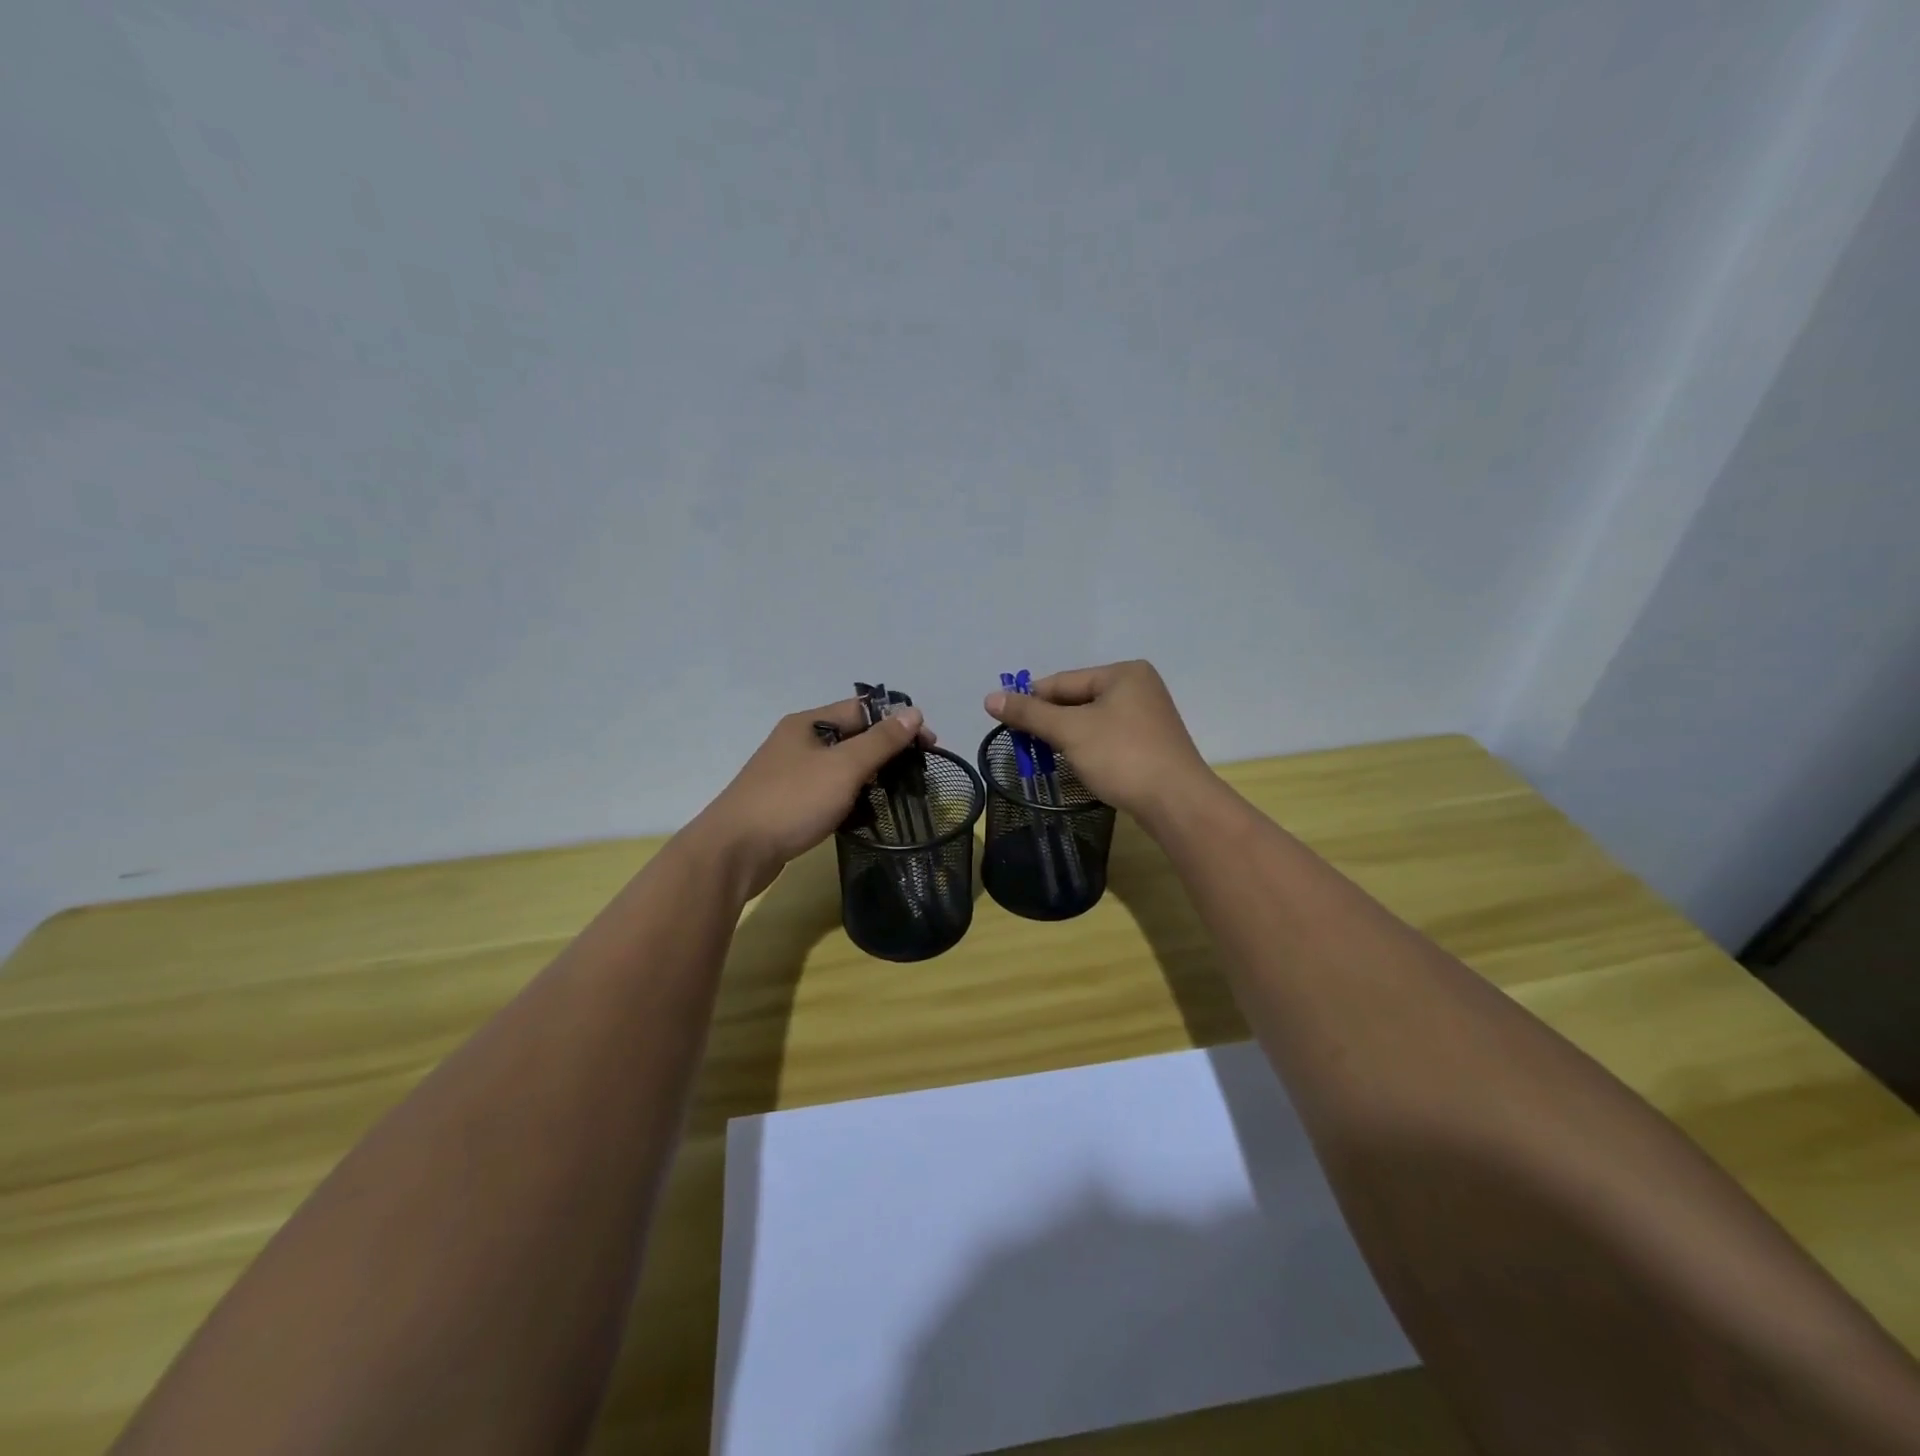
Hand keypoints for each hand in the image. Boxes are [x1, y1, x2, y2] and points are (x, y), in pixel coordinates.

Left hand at [691, 698, 935, 899]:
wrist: (734, 852)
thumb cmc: (792, 802)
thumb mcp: (844, 767)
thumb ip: (881, 741)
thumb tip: (913, 712)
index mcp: (809, 724)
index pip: (863, 710)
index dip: (898, 723)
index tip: (929, 746)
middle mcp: (798, 742)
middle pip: (853, 737)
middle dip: (887, 752)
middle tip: (917, 775)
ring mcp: (790, 774)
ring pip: (841, 767)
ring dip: (870, 778)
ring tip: (898, 796)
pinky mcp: (787, 803)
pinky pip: (828, 792)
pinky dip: (850, 798)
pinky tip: (865, 815)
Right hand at [984, 660, 1214, 824]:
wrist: (1176, 802)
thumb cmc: (1121, 756)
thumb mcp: (1069, 731)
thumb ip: (1029, 713)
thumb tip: (990, 698)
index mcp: (1123, 673)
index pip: (1063, 681)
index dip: (1031, 699)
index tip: (1003, 719)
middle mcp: (1139, 687)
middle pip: (1078, 699)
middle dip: (1050, 721)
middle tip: (1021, 743)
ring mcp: (1148, 716)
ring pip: (1092, 720)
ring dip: (1066, 736)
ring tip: (1043, 755)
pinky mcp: (1151, 743)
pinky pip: (1108, 737)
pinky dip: (1087, 747)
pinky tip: (1075, 763)